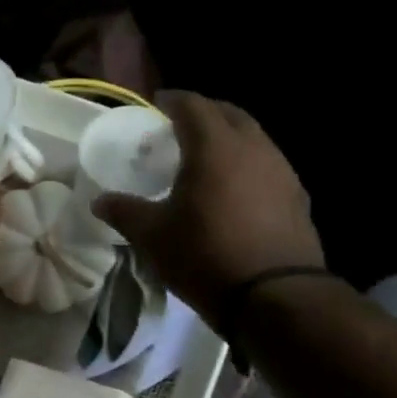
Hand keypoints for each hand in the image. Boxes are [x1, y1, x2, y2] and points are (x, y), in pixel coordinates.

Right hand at [94, 91, 324, 331]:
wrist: (274, 296)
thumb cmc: (205, 256)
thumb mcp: (152, 236)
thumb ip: (124, 211)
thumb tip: (99, 200)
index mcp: (214, 146)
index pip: (192, 106)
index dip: (172, 100)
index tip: (157, 103)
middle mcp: (252, 147)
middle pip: (229, 114)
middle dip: (204, 113)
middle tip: (182, 126)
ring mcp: (281, 171)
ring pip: (253, 138)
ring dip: (230, 138)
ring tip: (208, 157)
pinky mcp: (297, 197)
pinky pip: (268, 166)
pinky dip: (247, 165)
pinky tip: (236, 190)